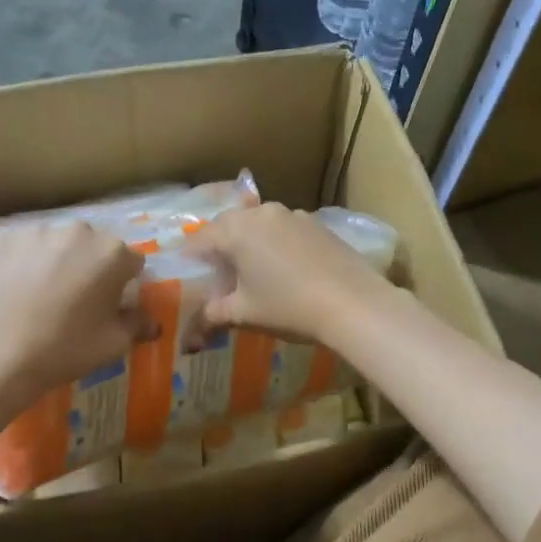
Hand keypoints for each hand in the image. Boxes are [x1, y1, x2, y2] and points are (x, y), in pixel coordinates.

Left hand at [0, 221, 147, 401]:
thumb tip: (152, 323)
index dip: (125, 284)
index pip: (132, 262)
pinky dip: (23, 262)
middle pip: (93, 247)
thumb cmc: (63, 349)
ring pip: (56, 244)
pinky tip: (13, 290)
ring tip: (40, 296)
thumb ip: (137, 326)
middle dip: (90, 267)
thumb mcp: (112, 345)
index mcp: (112, 253)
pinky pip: (22, 247)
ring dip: (56, 261)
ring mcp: (34, 231)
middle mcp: (77, 231)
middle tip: (76, 301)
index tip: (112, 305)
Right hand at [188, 203, 390, 343]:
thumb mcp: (244, 314)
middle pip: (229, 226)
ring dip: (249, 243)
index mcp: (236, 230)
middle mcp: (262, 213)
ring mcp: (293, 215)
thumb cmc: (288, 306)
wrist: (353, 303)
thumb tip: (195, 328)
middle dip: (219, 248)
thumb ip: (214, 314)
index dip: (190, 260)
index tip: (187, 277)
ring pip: (258, 225)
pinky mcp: (317, 224)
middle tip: (217, 275)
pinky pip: (284, 230)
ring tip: (251, 272)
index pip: (200, 240)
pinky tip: (284, 269)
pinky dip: (275, 244)